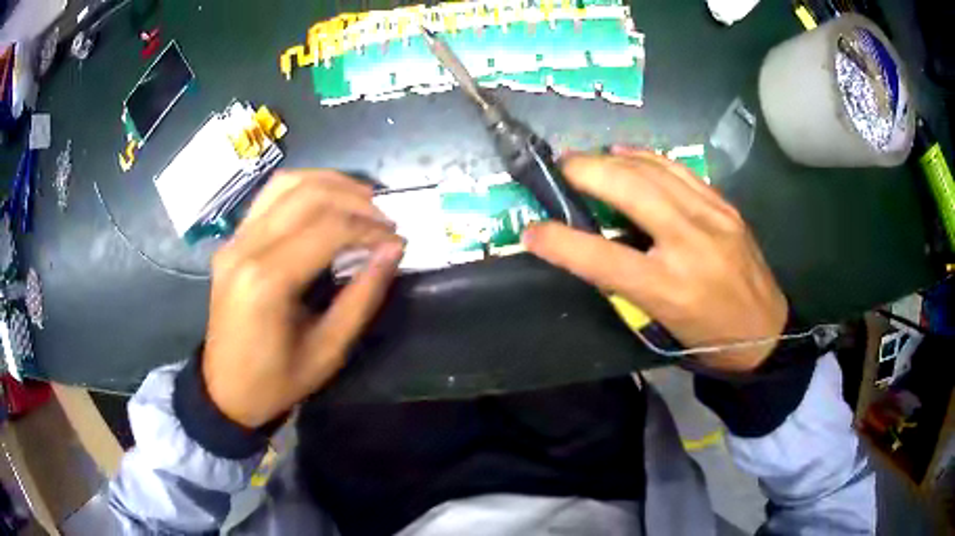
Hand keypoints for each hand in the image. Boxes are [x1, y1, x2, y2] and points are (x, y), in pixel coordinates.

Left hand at [203, 170, 403, 427]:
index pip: (328, 229)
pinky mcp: (232, 240)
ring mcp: (234, 240)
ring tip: (363, 200)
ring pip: (287, 183)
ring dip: (331, 183)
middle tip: (386, 220)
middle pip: (308, 196)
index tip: (397, 241)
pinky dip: (305, 187)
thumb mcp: (328, 350)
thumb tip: (392, 251)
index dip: (370, 229)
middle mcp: (245, 248)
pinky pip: (270, 196)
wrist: (225, 390)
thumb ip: (362, 296)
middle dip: (356, 201)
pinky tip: (327, 200)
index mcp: (267, 282)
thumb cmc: (277, 381)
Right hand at [523, 147, 787, 372]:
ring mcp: (713, 219)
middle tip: (560, 167)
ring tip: (587, 158)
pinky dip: (647, 158)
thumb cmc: (707, 339)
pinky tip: (627, 154)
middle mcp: (690, 245)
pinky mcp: (726, 207)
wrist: (766, 334)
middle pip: (629, 191)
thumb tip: (588, 246)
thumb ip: (623, 284)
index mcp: (669, 289)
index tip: (531, 231)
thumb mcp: (659, 324)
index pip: (602, 258)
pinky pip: (679, 171)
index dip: (560, 241)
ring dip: (613, 159)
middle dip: (586, 172)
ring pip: (654, 171)